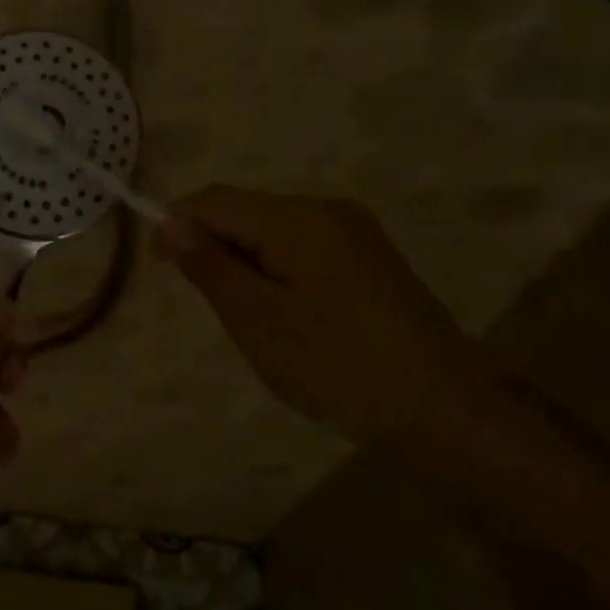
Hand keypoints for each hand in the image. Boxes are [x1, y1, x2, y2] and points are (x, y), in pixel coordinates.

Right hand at [155, 186, 481, 442]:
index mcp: (296, 220)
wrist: (447, 409)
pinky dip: (277, 268)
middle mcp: (325, 210)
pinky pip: (301, 245)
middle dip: (215, 246)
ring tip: (253, 317)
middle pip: (244, 210)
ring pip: (271, 229)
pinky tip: (290, 313)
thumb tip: (171, 222)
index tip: (162, 269)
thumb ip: (210, 266)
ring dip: (245, 260)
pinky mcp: (368, 255)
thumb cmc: (339, 365)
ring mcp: (353, 230)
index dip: (176, 226)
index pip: (213, 201)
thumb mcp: (259, 321)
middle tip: (215, 307)